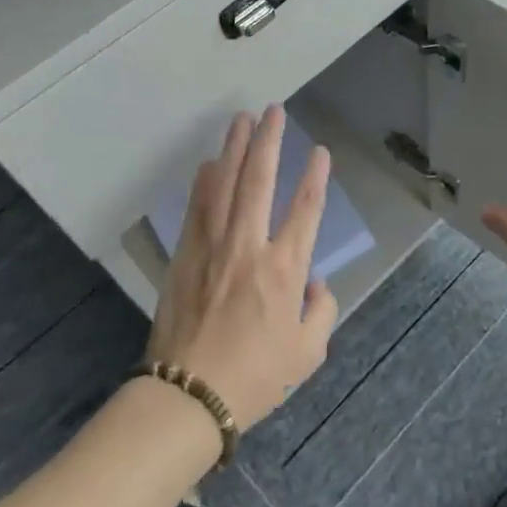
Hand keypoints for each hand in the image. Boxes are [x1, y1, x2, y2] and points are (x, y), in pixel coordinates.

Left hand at [146, 106, 337, 429]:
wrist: (188, 396)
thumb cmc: (255, 378)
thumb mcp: (308, 353)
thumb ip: (321, 310)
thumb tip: (315, 283)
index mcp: (285, 269)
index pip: (306, 209)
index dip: (316, 176)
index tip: (321, 151)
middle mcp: (250, 246)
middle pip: (260, 180)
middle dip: (270, 141)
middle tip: (274, 111)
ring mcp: (213, 247)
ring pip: (225, 184)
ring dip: (235, 148)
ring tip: (242, 119)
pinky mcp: (185, 255)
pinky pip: (196, 208)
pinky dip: (204, 181)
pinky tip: (209, 162)